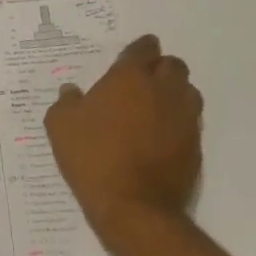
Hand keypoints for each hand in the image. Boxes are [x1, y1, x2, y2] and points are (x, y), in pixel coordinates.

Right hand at [45, 35, 201, 245]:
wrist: (133, 206)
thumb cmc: (92, 156)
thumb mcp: (60, 124)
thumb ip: (66, 101)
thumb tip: (72, 91)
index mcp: (130, 78)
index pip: (144, 49)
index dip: (138, 49)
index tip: (131, 56)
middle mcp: (163, 91)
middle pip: (173, 66)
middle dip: (159, 68)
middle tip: (141, 82)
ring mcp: (184, 118)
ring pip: (187, 91)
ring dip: (173, 92)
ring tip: (153, 107)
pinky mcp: (195, 146)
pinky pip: (190, 121)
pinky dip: (177, 121)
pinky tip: (159, 135)